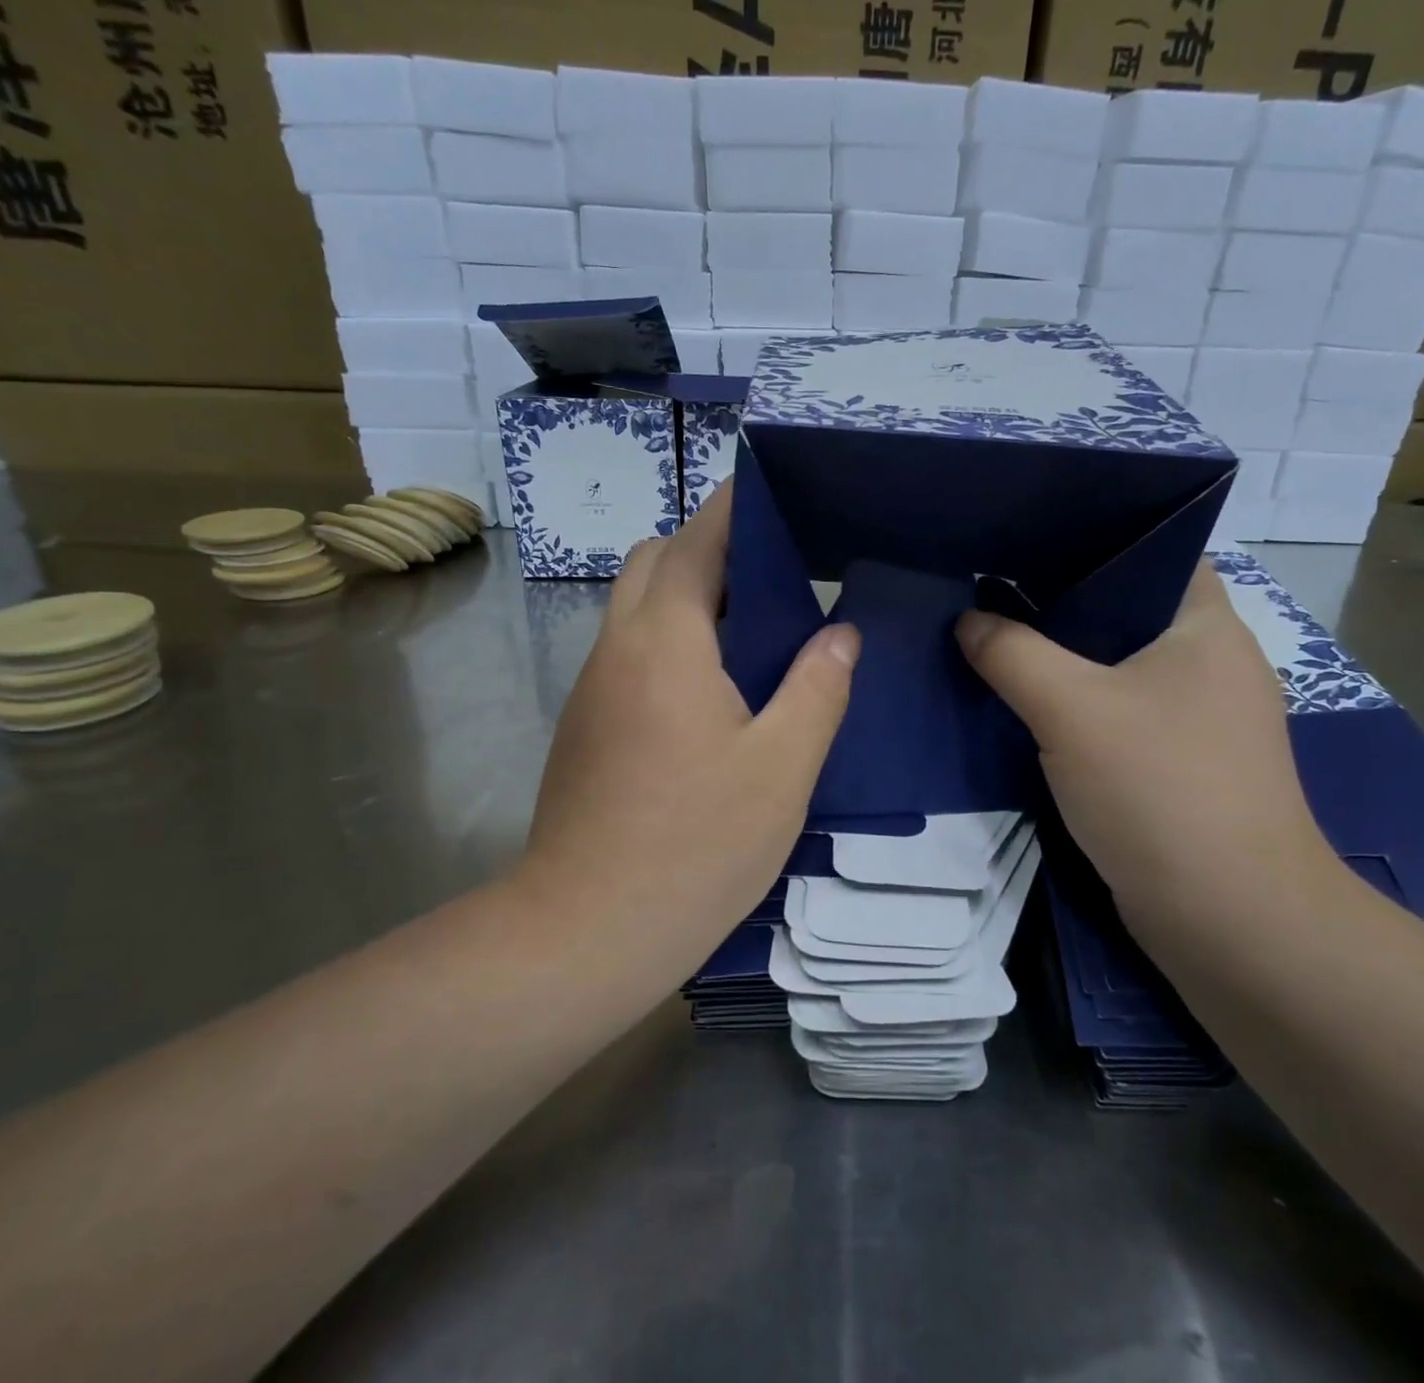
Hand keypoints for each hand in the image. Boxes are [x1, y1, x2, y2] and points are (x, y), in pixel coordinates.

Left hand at [520, 483, 860, 962]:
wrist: (587, 930)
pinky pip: (629, 654)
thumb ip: (818, 688)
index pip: (695, 542)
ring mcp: (592, 689)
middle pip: (654, 563)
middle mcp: (617, 649)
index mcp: (666, 642)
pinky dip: (670, 642)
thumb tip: (839, 633)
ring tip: (755, 631)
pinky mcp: (585, 727)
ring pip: (636, 609)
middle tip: (774, 579)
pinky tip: (714, 692)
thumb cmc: (696, 844)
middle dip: (707, 550)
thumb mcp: (781, 767)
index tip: (772, 493)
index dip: (731, 509)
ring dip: (688, 598)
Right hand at [956, 561, 1329, 922]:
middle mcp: (1212, 663)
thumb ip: (1011, 654)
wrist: (1229, 918)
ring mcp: (1199, 719)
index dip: (1090, 541)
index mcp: (1207, 626)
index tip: (1024, 542)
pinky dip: (1076, 709)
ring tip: (995, 640)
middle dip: (1058, 605)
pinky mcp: (1179, 766)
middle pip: (1125, 612)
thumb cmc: (1160, 787)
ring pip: (1117, 668)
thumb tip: (968, 621)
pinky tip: (1027, 709)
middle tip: (990, 592)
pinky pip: (1117, 716)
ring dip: (1062, 662)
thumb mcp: (1071, 708)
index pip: (1152, 553)